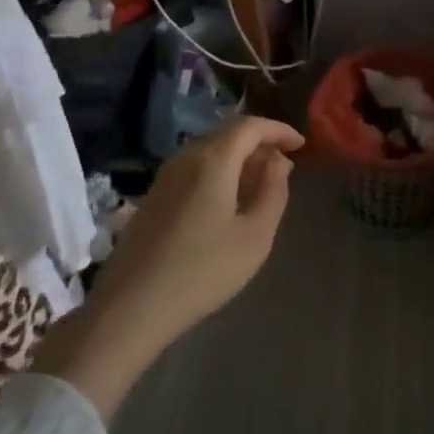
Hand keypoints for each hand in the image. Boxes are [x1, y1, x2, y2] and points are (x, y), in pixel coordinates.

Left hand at [33, 116, 302, 421]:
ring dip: (239, 158)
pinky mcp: (154, 196)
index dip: (279, 130)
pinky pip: (194, 168)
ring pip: (209, 150)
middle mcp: (186, 157)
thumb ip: (273, 191)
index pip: (250, 126)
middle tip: (284, 166)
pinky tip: (229, 200)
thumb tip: (278, 162)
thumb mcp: (255, 236)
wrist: (132, 306)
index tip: (302, 144)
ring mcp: (165, 176)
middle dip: (260, 143)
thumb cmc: (203, 271)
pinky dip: (219, 171)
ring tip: (261, 183)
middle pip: (228, 134)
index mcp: (213, 160)